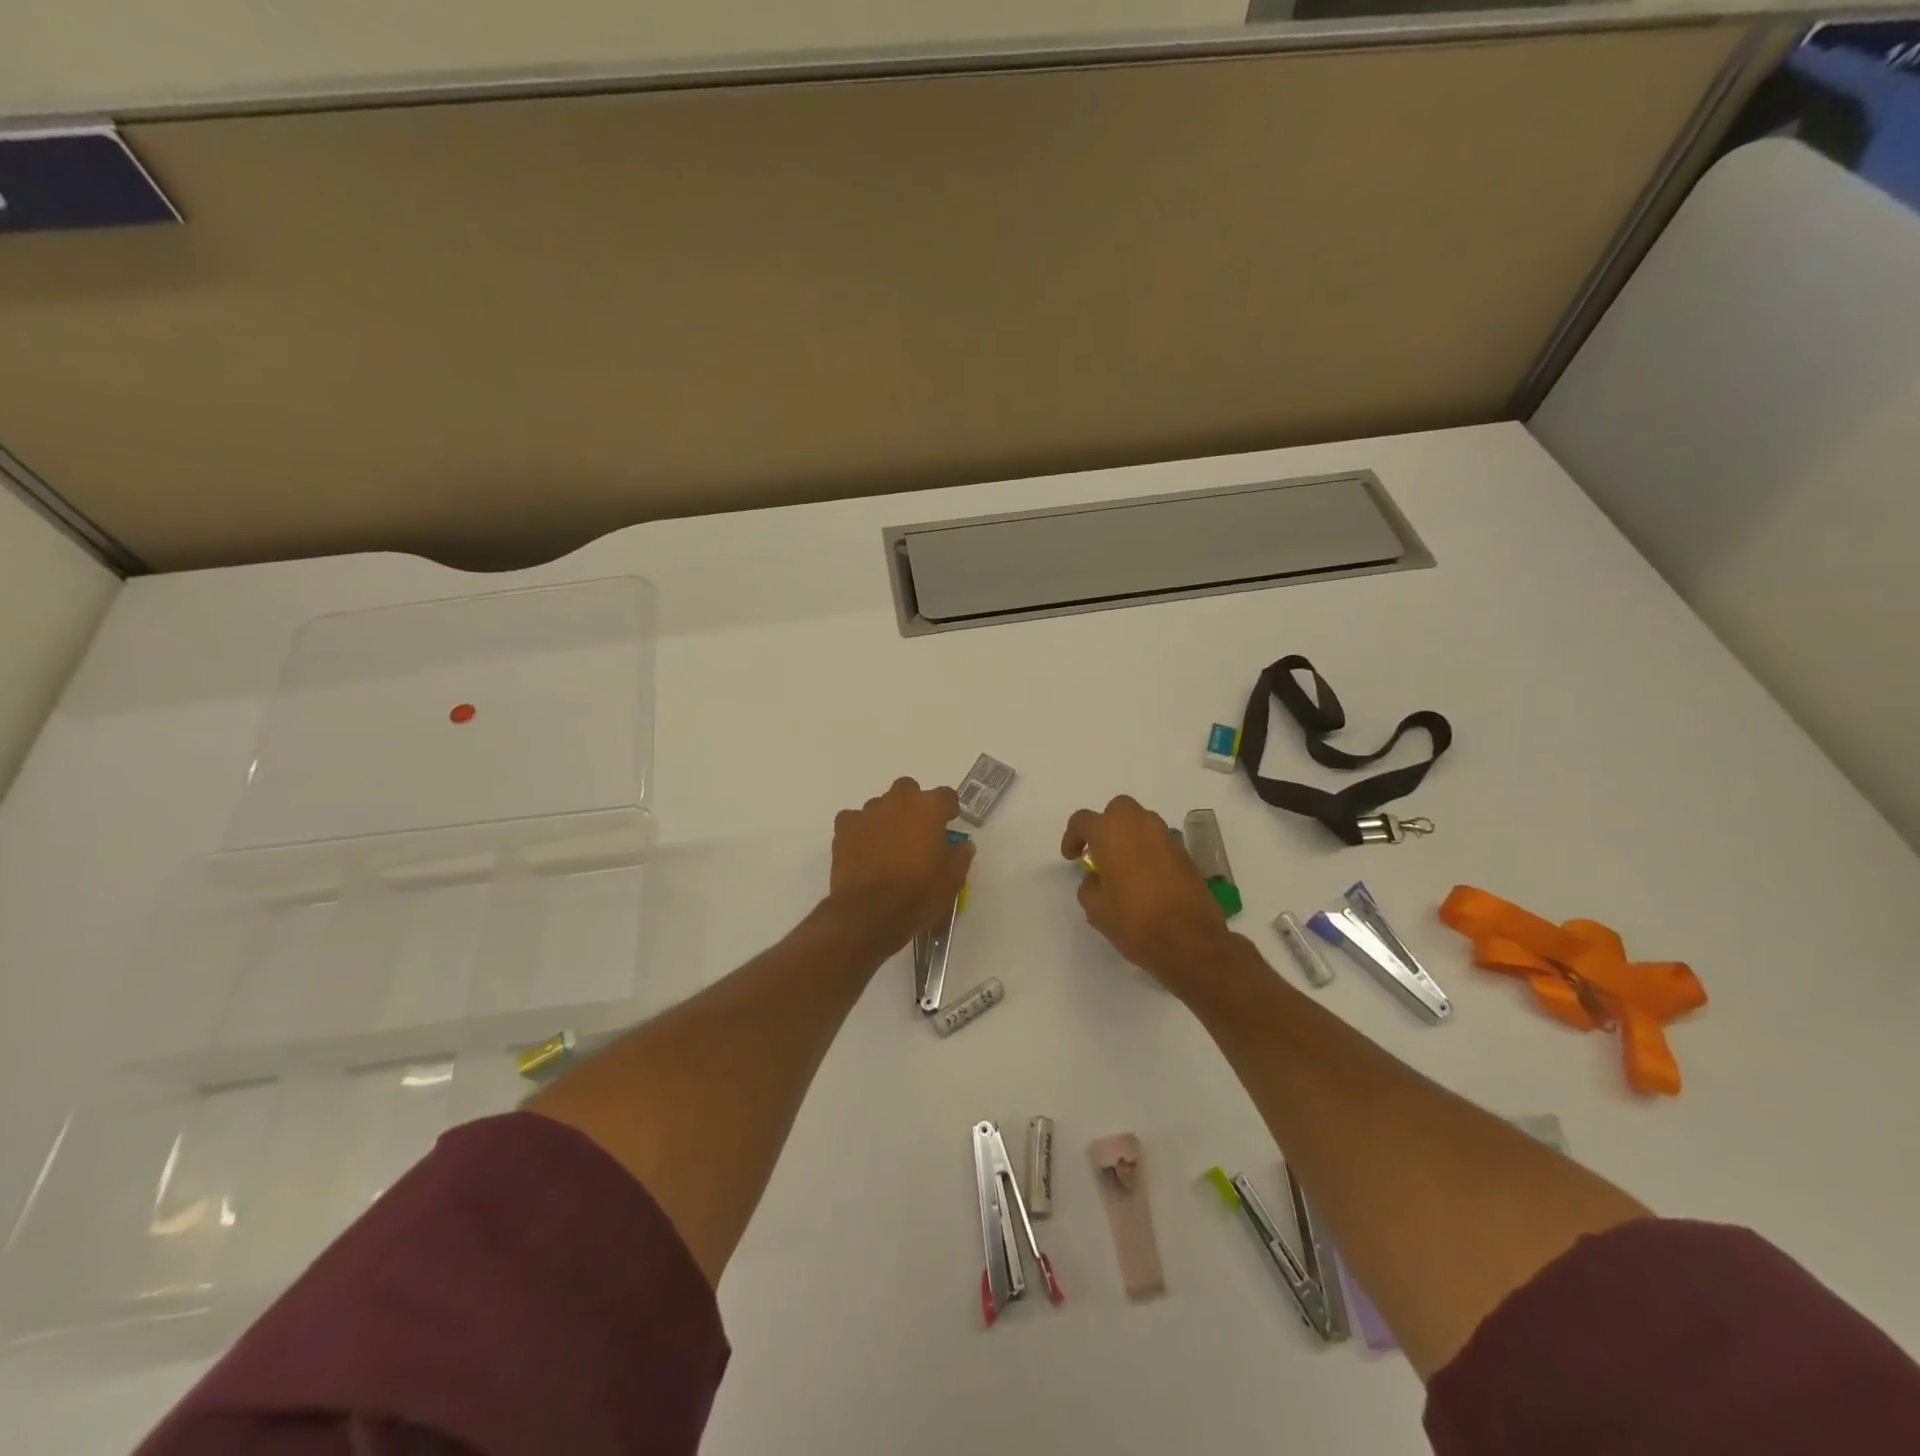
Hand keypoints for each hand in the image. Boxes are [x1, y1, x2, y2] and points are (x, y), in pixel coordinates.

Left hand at [830, 777, 975, 954]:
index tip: (949, 823)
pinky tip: (863, 849)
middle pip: (908, 789)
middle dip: (913, 804)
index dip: (948, 809)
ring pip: (880, 805)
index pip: (946, 795)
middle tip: (916, 831)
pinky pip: (854, 820)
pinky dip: (860, 830)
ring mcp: (868, 812)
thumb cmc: (919, 893)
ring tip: (888, 845)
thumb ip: (960, 855)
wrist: (870, 912)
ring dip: (887, 818)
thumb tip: (962, 845)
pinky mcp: (844, 828)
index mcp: (929, 808)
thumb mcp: (953, 879)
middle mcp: (898, 801)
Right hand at [1061, 796, 1233, 993]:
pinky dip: (1149, 852)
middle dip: (1106, 825)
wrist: (1190, 941)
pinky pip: (1160, 843)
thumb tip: (1097, 878)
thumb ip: (1089, 885)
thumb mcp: (1096, 909)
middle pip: (1118, 810)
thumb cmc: (1134, 921)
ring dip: (1130, 837)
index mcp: (1112, 832)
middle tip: (1100, 852)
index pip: (1083, 820)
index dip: (1072, 837)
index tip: (1072, 857)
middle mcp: (1141, 825)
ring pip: (1143, 823)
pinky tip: (1146, 879)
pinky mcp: (1186, 855)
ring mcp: (1168, 838)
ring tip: (1123, 867)